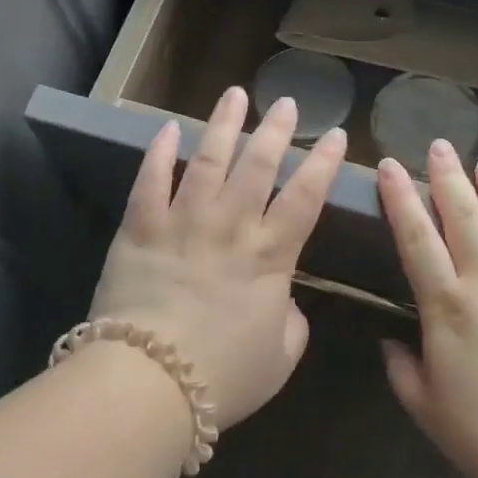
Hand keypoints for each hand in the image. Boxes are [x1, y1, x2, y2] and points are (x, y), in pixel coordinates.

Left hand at [88, 86, 346, 428]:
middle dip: (276, 130)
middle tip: (286, 102)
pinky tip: (167, 128)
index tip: (336, 134)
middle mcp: (230, 226)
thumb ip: (291, 322)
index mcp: (270, 256)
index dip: (323, 163)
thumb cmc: (224, 377)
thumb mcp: (280, 358)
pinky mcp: (140, 229)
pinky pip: (149, 182)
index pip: (306, 197)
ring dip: (223, 125)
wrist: (149, 384)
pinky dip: (158, 152)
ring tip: (234, 94)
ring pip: (207, 160)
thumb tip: (285, 300)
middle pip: (258, 165)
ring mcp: (183, 222)